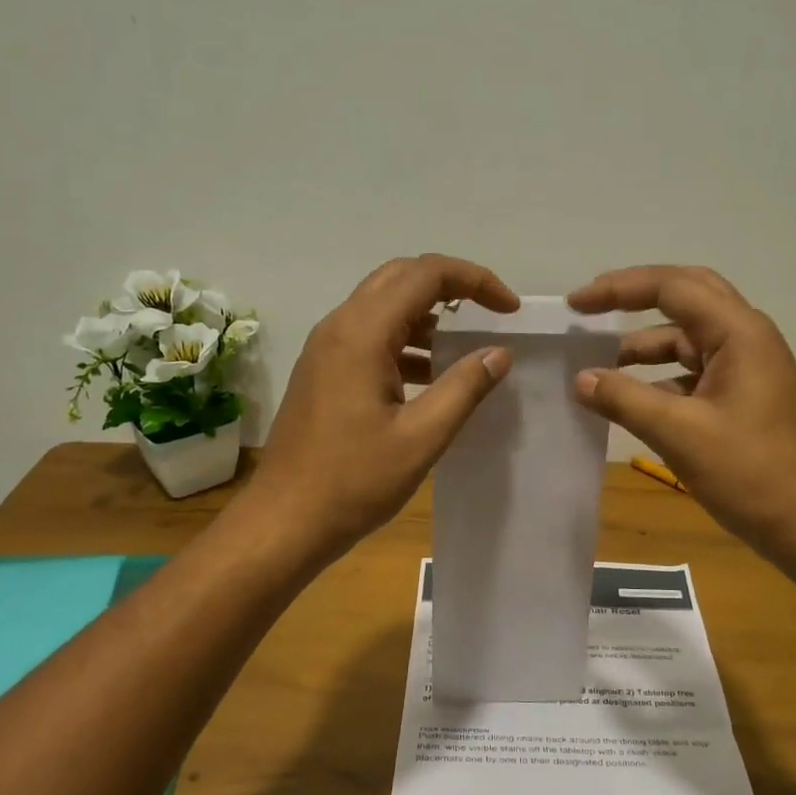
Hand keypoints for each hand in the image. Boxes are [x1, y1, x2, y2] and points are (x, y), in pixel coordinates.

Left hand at [252, 254, 517, 567]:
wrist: (285, 520)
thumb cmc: (354, 481)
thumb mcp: (422, 437)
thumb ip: (464, 388)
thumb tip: (499, 353)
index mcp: (362, 333)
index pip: (426, 274)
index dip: (475, 280)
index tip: (510, 309)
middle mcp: (339, 326)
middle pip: (401, 277)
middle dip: (451, 286)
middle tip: (490, 313)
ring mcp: (326, 348)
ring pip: (383, 305)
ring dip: (427, 315)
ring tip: (465, 350)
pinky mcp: (323, 371)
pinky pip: (369, 336)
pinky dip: (405, 342)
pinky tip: (429, 378)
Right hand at [567, 265, 795, 573]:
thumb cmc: (751, 474)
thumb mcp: (680, 434)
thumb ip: (625, 400)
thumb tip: (580, 379)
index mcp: (739, 333)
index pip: (672, 287)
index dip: (619, 288)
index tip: (576, 305)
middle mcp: (746, 339)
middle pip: (685, 298)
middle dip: (635, 300)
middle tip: (589, 311)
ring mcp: (748, 369)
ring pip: (688, 340)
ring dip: (644, 347)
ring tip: (598, 366)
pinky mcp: (744, 398)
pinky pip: (694, 373)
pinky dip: (660, 379)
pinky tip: (631, 401)